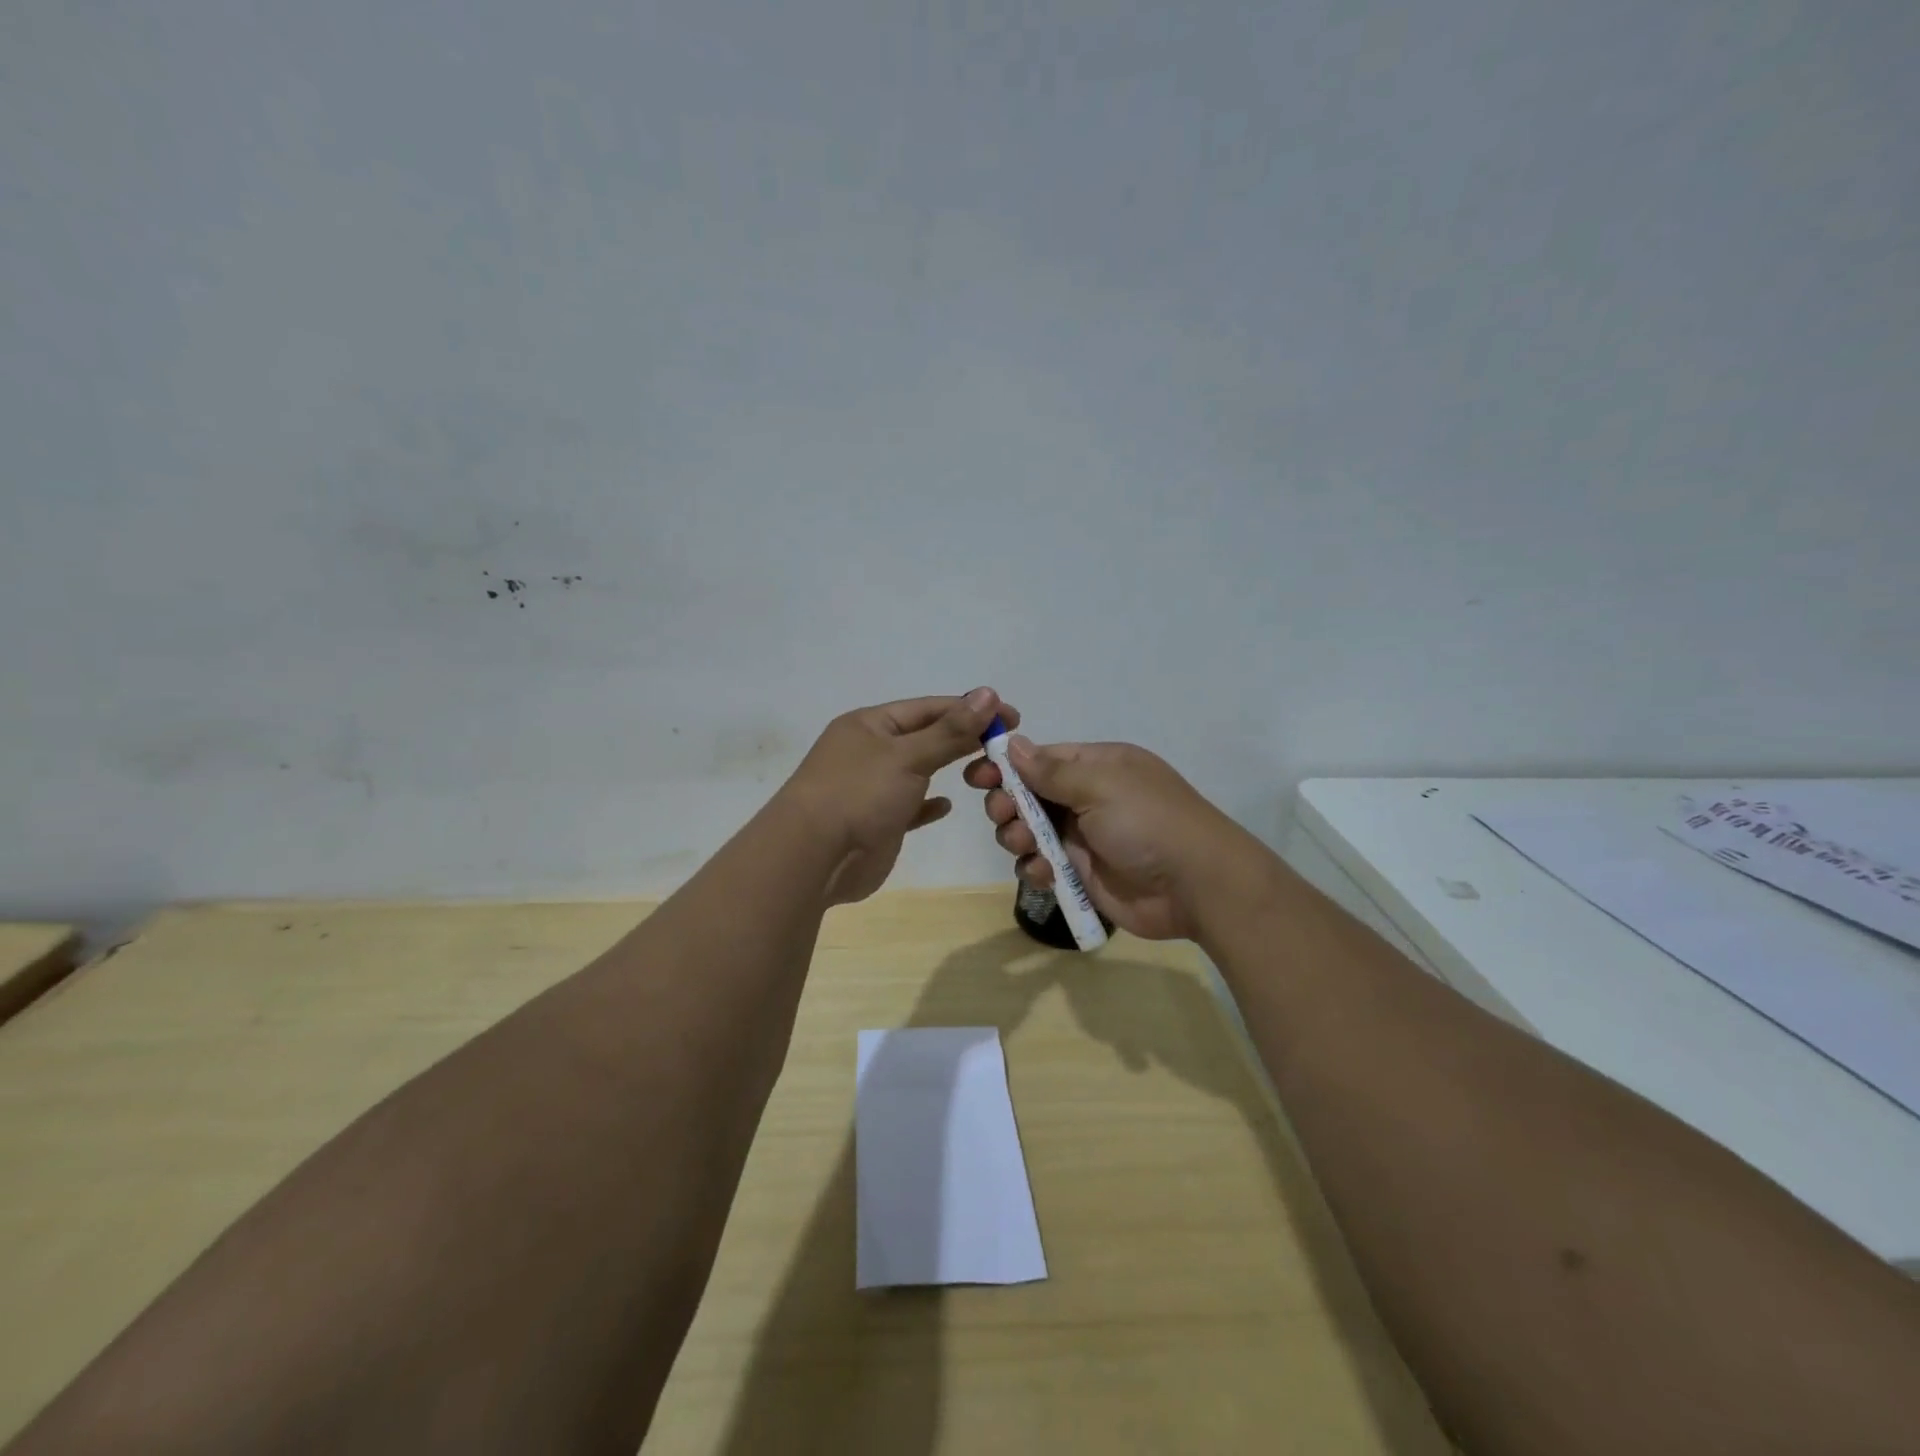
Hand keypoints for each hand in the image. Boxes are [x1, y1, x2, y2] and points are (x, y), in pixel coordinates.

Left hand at [781, 688, 1015, 905]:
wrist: (813, 858)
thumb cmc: (859, 794)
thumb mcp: (908, 756)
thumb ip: (950, 730)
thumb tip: (989, 694)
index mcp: (870, 725)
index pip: (929, 708)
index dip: (970, 709)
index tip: (1011, 716)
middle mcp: (870, 751)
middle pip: (925, 736)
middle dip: (963, 737)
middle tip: (1006, 744)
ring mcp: (871, 788)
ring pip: (918, 771)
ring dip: (948, 768)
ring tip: (987, 770)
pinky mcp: (877, 822)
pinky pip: (909, 806)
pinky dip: (928, 804)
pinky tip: (947, 805)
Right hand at [963, 737, 1260, 940]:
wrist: (1196, 886)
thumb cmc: (1148, 822)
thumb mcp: (1101, 785)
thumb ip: (1051, 770)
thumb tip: (1013, 744)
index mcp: (1096, 766)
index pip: (1040, 759)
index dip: (1006, 766)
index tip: (977, 776)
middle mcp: (1087, 798)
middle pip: (1028, 795)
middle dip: (1008, 804)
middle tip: (1004, 815)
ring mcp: (1084, 837)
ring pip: (1029, 831)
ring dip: (1017, 837)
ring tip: (1023, 845)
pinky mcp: (1081, 873)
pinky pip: (1042, 865)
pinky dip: (1034, 868)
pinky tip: (1041, 873)